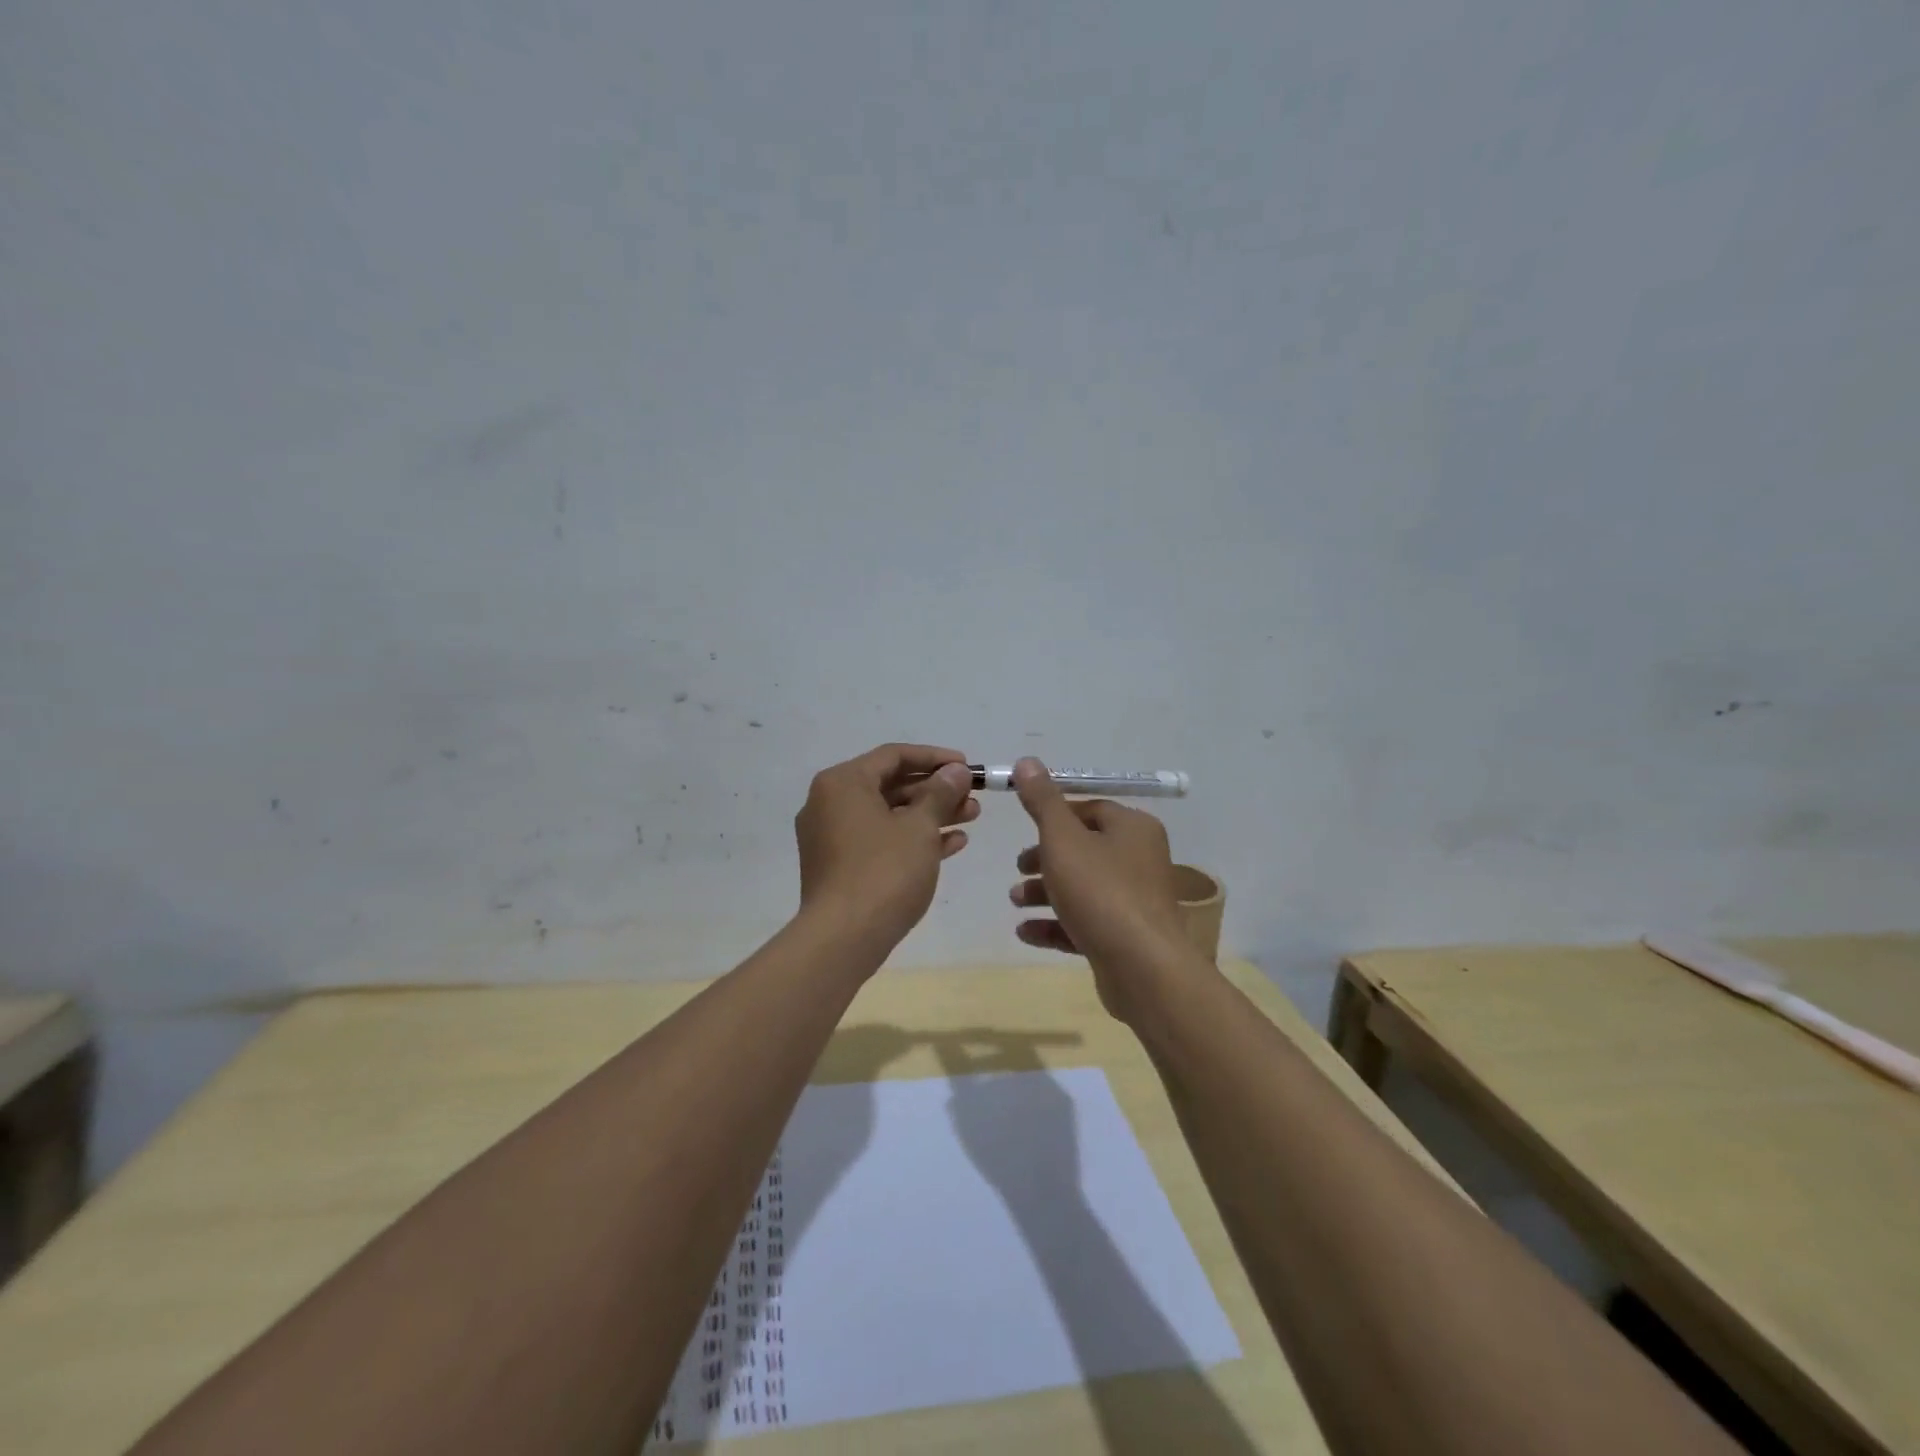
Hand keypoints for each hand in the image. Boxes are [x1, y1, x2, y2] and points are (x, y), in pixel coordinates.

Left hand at [795, 743, 979, 951]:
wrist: (844, 939)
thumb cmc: (884, 871)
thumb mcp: (920, 827)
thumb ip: (940, 793)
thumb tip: (956, 770)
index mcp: (842, 783)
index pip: (893, 756)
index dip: (934, 758)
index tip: (967, 767)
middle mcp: (830, 803)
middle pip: (890, 785)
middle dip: (936, 790)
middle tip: (973, 797)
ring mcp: (832, 837)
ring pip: (888, 814)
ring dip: (930, 815)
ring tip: (971, 817)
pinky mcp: (839, 866)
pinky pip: (880, 840)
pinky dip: (912, 839)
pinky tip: (952, 845)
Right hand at [1006, 757, 1192, 1020]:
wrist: (1142, 968)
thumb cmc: (1100, 891)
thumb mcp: (1062, 839)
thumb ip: (1042, 801)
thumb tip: (1028, 761)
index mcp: (1133, 828)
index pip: (1091, 809)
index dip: (1055, 816)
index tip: (1025, 828)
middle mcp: (1139, 859)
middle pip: (1084, 850)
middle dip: (1044, 859)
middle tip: (1018, 868)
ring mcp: (1135, 901)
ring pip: (1082, 888)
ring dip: (1045, 892)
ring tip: (1015, 902)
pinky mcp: (1126, 937)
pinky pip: (1085, 922)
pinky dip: (1056, 924)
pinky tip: (1025, 932)